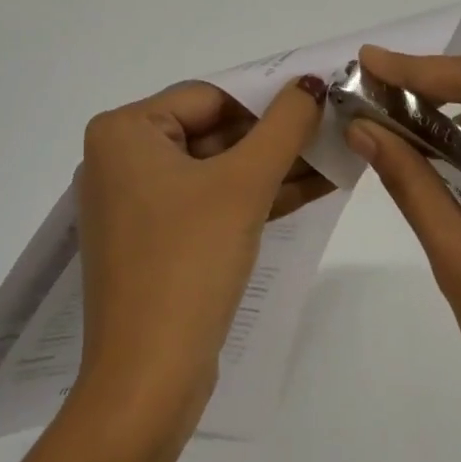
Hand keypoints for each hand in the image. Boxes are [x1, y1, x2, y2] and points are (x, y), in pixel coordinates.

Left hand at [76, 78, 326, 428]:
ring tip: (338, 156)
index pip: (210, 97)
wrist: (148, 378)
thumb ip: (283, 126)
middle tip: (336, 129)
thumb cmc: (189, 263)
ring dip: (276, 167)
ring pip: (218, 169)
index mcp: (125, 132)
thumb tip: (312, 83)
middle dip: (277, 136)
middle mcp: (122, 159)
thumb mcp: (243, 185)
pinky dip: (257, 197)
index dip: (269, 97)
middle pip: (215, 131)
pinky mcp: (158, 240)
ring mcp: (139, 203)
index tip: (322, 99)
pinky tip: (314, 188)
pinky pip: (212, 203)